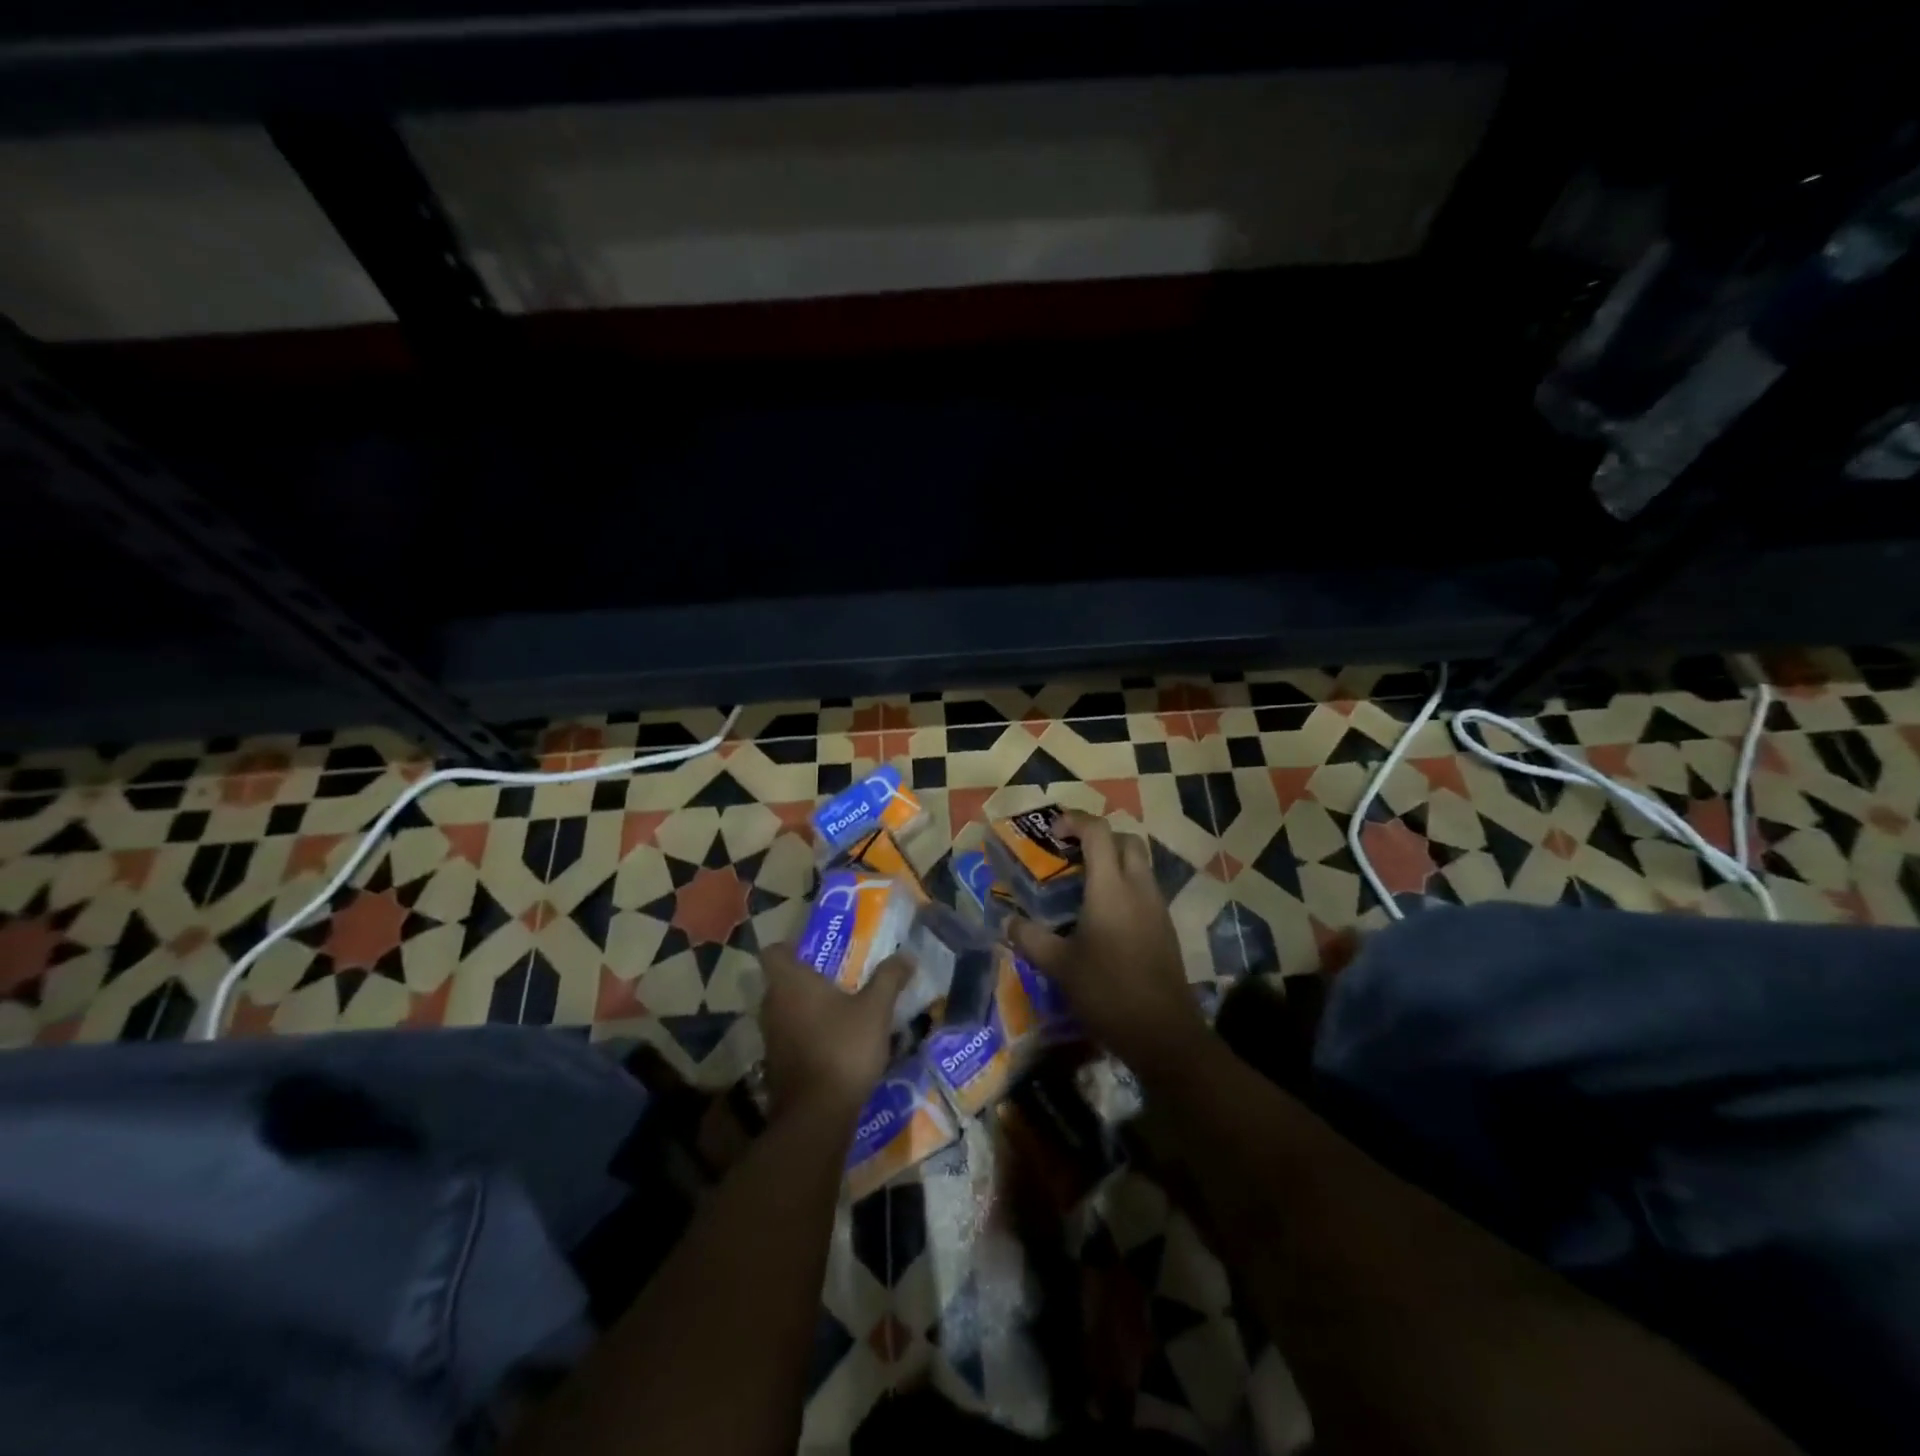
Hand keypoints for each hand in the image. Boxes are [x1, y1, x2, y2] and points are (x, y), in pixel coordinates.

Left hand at [758, 943, 909, 1119]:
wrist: (818, 1114)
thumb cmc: (843, 1047)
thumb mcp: (875, 1009)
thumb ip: (889, 978)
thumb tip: (906, 955)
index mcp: (790, 982)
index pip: (774, 951)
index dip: (792, 947)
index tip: (817, 950)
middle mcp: (772, 1005)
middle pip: (782, 980)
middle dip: (808, 977)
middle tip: (840, 976)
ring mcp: (771, 1037)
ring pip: (786, 1010)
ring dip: (808, 1007)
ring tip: (842, 1008)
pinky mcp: (776, 1064)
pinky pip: (790, 1036)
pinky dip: (808, 1033)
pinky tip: (836, 1041)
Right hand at [1007, 811, 1209, 1077]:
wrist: (1164, 1033)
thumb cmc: (1107, 992)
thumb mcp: (1059, 966)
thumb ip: (1030, 939)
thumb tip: (1006, 923)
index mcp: (1111, 888)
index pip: (1098, 832)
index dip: (1075, 821)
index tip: (1053, 831)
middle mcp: (1138, 888)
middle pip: (1126, 840)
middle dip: (1099, 837)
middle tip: (1071, 854)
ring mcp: (1157, 907)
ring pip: (1140, 864)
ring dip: (1114, 862)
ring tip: (1083, 885)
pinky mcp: (1165, 928)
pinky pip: (1145, 890)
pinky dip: (1125, 886)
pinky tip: (1103, 917)